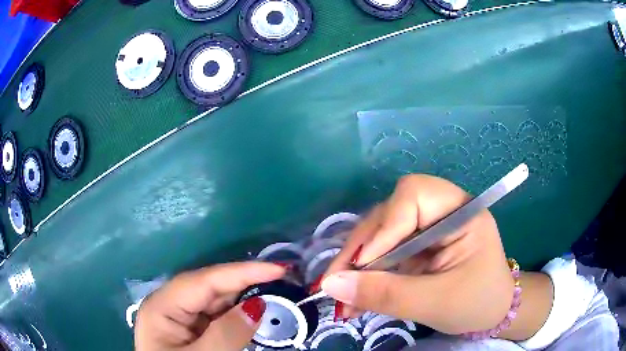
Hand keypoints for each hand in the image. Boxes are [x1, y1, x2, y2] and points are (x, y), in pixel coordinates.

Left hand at [134, 262, 285, 350]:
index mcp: (162, 306)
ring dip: (244, 298)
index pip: (204, 281)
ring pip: (215, 300)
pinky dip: (238, 315)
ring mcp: (180, 316)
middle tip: (283, 280)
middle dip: (245, 283)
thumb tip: (258, 305)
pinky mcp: (190, 328)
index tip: (278, 269)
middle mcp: (169, 304)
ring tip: (275, 293)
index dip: (241, 272)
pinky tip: (254, 313)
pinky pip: (216, 315)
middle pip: (210, 287)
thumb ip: (227, 334)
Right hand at [321, 174, 514, 334]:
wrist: (492, 313)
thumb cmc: (477, 303)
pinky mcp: (416, 246)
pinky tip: (354, 296)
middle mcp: (441, 211)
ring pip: (380, 234)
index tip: (363, 264)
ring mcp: (426, 228)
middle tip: (336, 283)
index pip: (414, 195)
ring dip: (357, 265)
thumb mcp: (435, 302)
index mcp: (460, 212)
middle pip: (390, 213)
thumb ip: (386, 294)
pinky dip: (366, 274)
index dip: (385, 226)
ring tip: (342, 297)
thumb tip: (331, 285)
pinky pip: (383, 252)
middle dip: (361, 249)